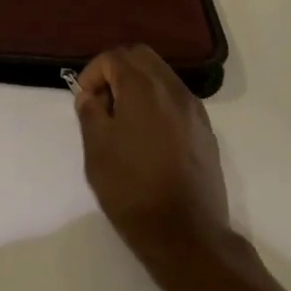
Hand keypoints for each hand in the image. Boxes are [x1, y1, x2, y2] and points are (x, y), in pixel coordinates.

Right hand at [74, 45, 232, 276]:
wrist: (186, 234)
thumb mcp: (96, 150)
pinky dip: (159, 103)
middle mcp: (172, 89)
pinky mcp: (206, 131)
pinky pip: (177, 99)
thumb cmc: (132, 189)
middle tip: (104, 102)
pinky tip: (149, 137)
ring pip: (162, 75)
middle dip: (117, 70)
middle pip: (141, 57)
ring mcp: (194, 109)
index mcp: (143, 87)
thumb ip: (90, 113)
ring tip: (125, 121)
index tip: (85, 100)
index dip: (93, 72)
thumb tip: (91, 96)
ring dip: (139, 85)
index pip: (113, 57)